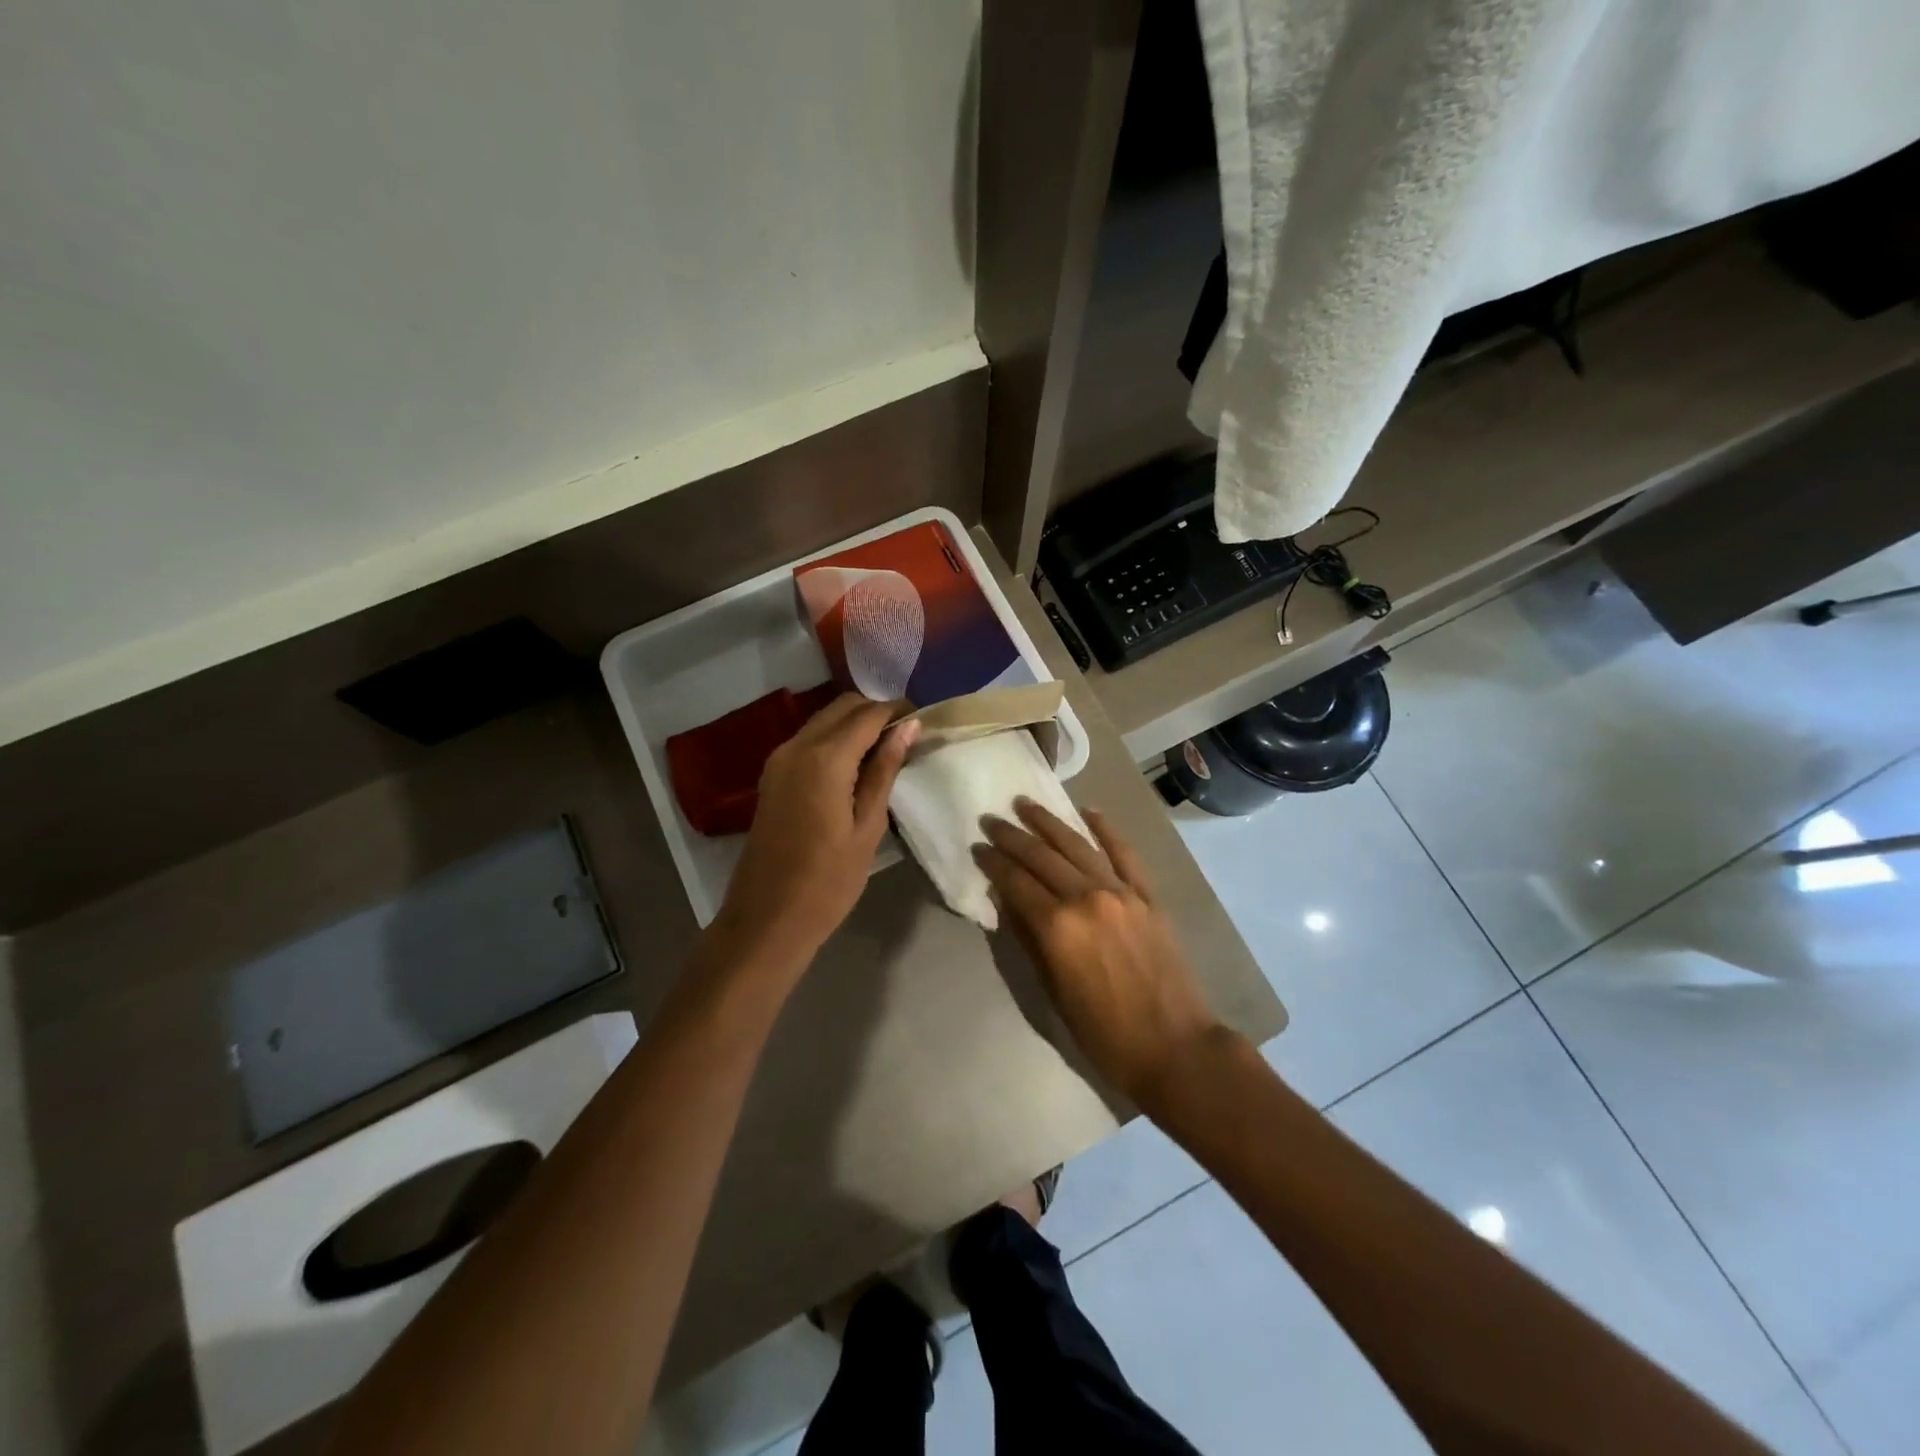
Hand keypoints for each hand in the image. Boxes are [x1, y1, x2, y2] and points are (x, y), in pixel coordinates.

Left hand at [711, 694, 918, 973]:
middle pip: (843, 707)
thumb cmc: (828, 881)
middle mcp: (796, 746)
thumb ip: (885, 770)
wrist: (767, 918)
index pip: (868, 714)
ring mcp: (779, 759)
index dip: (898, 711)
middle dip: (877, 712)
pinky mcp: (772, 774)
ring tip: (887, 751)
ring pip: (824, 720)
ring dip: (856, 724)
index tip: (924, 720)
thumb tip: (908, 727)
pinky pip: (810, 739)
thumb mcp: (868, 827)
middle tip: (908, 736)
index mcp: (824, 759)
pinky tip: (857, 765)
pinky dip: (836, 739)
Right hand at [974, 799, 1227, 1110]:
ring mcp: (1121, 892)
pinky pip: (1124, 853)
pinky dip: (1106, 829)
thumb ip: (1028, 941)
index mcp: (1057, 927)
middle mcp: (1086, 898)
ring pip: (1077, 846)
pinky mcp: (1147, 895)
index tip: (977, 847)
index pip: (1015, 882)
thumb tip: (1006, 902)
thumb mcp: (1053, 993)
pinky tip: (1089, 811)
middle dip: (1012, 836)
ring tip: (1026, 804)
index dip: (993, 863)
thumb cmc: (1104, 1033)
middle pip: (1042, 857)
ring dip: (1049, 822)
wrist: (1175, 1047)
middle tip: (991, 819)